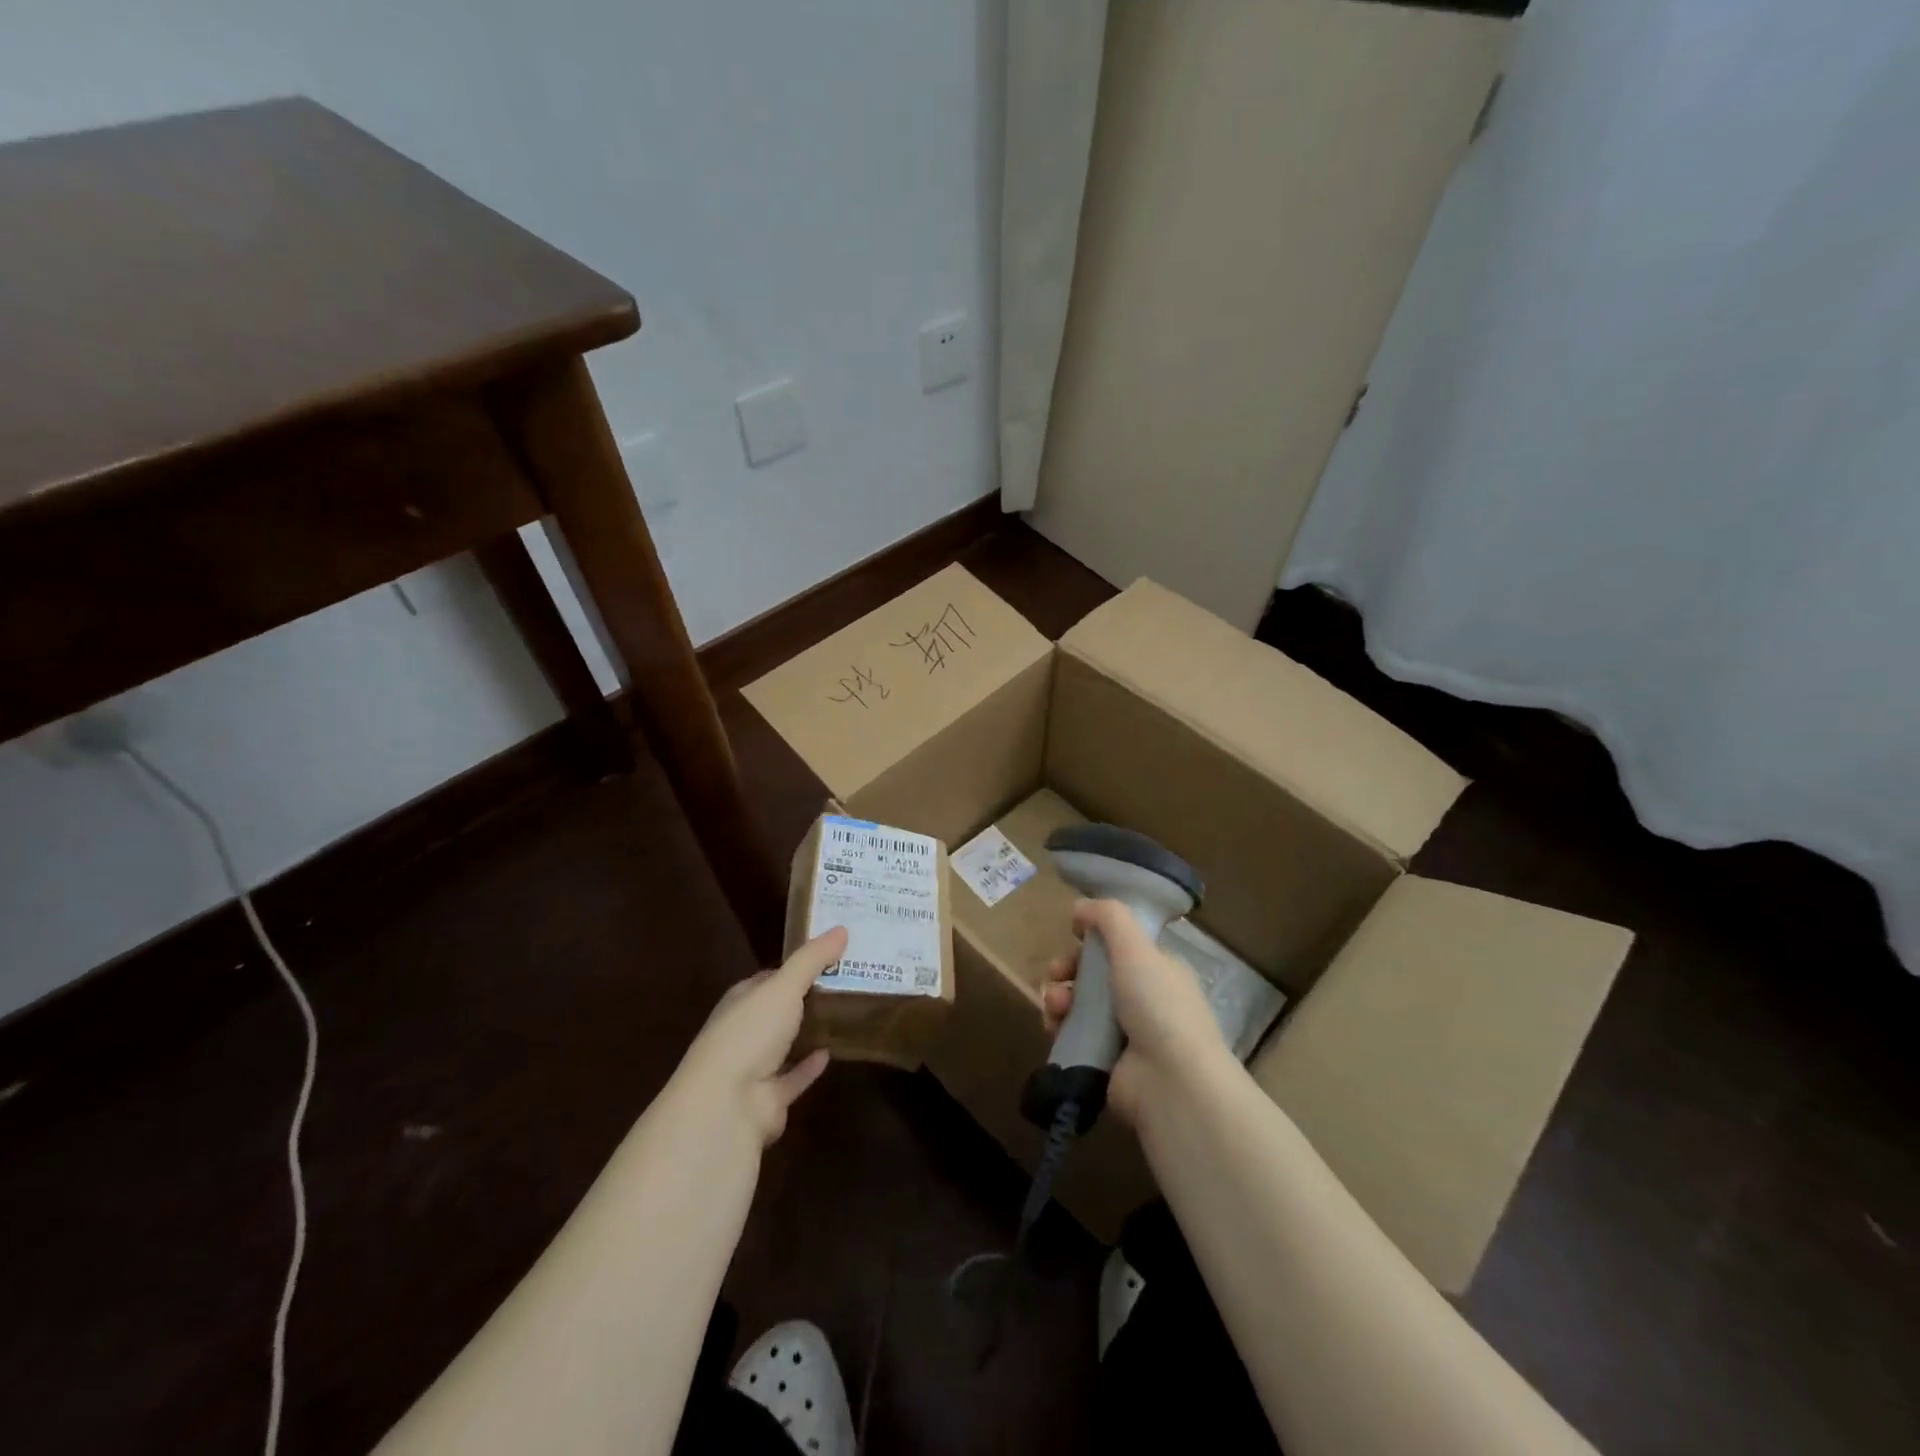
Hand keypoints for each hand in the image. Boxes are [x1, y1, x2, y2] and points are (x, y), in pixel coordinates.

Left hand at [672, 926, 846, 1146]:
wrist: (727, 1104)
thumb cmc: (750, 1034)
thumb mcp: (784, 987)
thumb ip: (812, 959)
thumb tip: (841, 928)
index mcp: (741, 1001)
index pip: (770, 978)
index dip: (797, 967)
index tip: (831, 956)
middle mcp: (744, 1031)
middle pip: (779, 1010)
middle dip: (807, 998)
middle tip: (848, 983)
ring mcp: (754, 1067)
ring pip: (786, 1045)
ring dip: (808, 1033)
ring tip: (845, 1015)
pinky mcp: (769, 1098)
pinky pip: (794, 1077)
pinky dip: (809, 1067)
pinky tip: (831, 1052)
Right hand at [1042, 899, 1229, 1125]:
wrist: (1170, 1082)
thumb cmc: (1158, 1005)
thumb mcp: (1136, 947)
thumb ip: (1109, 917)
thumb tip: (1081, 906)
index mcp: (1158, 969)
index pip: (1119, 944)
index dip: (1093, 937)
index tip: (1074, 932)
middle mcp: (1142, 998)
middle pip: (1093, 972)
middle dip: (1068, 967)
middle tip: (1056, 971)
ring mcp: (1123, 1032)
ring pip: (1078, 1003)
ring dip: (1059, 996)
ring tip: (1056, 1005)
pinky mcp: (1103, 1060)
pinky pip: (1072, 1034)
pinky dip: (1058, 1026)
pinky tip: (1053, 1025)